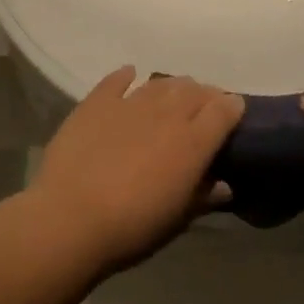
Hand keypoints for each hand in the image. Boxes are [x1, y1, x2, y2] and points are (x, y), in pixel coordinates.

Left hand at [29, 67, 243, 271]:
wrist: (70, 218)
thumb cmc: (132, 227)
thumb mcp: (177, 220)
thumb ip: (204, 196)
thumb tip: (224, 185)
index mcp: (193, 141)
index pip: (225, 109)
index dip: (232, 108)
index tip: (233, 114)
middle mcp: (167, 112)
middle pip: (195, 90)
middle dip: (205, 96)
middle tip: (203, 109)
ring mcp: (131, 102)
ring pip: (162, 82)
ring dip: (173, 87)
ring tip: (173, 97)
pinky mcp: (97, 101)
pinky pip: (118, 79)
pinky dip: (127, 76)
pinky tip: (130, 76)